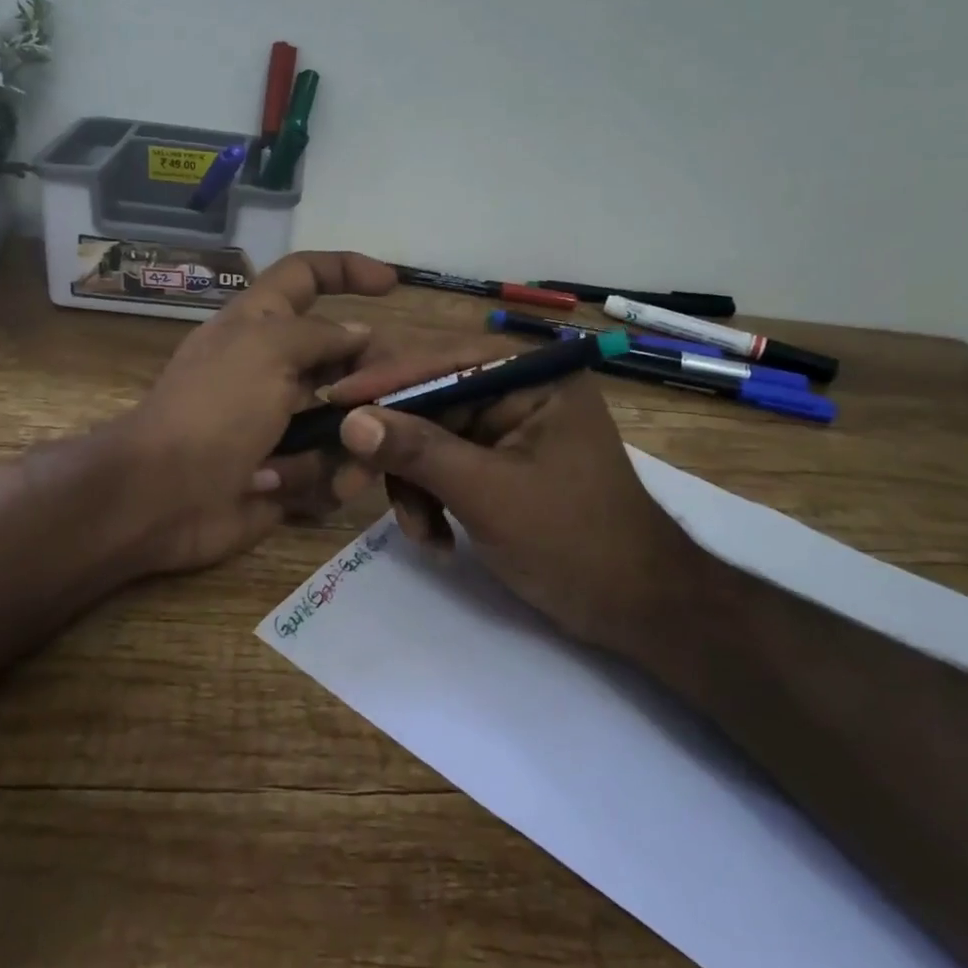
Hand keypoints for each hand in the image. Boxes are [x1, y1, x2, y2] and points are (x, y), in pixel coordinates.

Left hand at [106, 251, 397, 574]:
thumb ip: (320, 334)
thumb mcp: (267, 349)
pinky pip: (331, 470)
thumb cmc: (214, 408)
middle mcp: (273, 368)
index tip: (393, 285)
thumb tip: (359, 332)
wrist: (162, 496)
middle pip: (342, 356)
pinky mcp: (285, 470)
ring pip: (346, 419)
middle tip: (395, 397)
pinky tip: (313, 489)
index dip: (347, 269)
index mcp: (260, 325)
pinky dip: (328, 481)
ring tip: (348, 461)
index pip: (306, 275)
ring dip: (351, 442)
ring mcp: (280, 422)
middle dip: (371, 377)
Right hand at [320, 339, 710, 666]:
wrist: (636, 609)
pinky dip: (432, 500)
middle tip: (355, 482)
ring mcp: (509, 427)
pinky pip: (445, 465)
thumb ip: (417, 451)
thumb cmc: (573, 542)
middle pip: (430, 399)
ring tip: (422, 533)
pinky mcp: (500, 461)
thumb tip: (348, 419)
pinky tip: (438, 540)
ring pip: (430, 437)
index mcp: (532, 375)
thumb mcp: (487, 494)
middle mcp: (518, 388)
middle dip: (397, 448)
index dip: (384, 381)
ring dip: (414, 485)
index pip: (443, 359)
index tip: (331, 402)